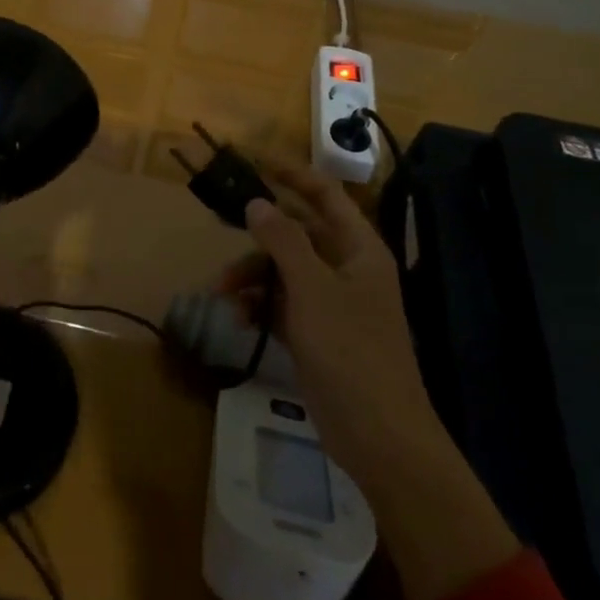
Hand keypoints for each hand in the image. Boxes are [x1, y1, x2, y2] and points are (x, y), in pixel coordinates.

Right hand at [225, 164, 517, 599]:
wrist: (380, 439)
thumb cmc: (351, 353)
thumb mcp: (312, 291)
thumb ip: (283, 241)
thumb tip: (257, 201)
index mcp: (359, 248)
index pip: (323, 193)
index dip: (289, 173)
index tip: (251, 160)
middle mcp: (347, 268)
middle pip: (298, 232)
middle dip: (259, 233)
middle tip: (219, 223)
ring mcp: (333, 302)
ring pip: (285, 269)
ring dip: (253, 276)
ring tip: (223, 293)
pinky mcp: (319, 333)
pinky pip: (283, 303)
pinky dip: (261, 306)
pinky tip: (240, 320)